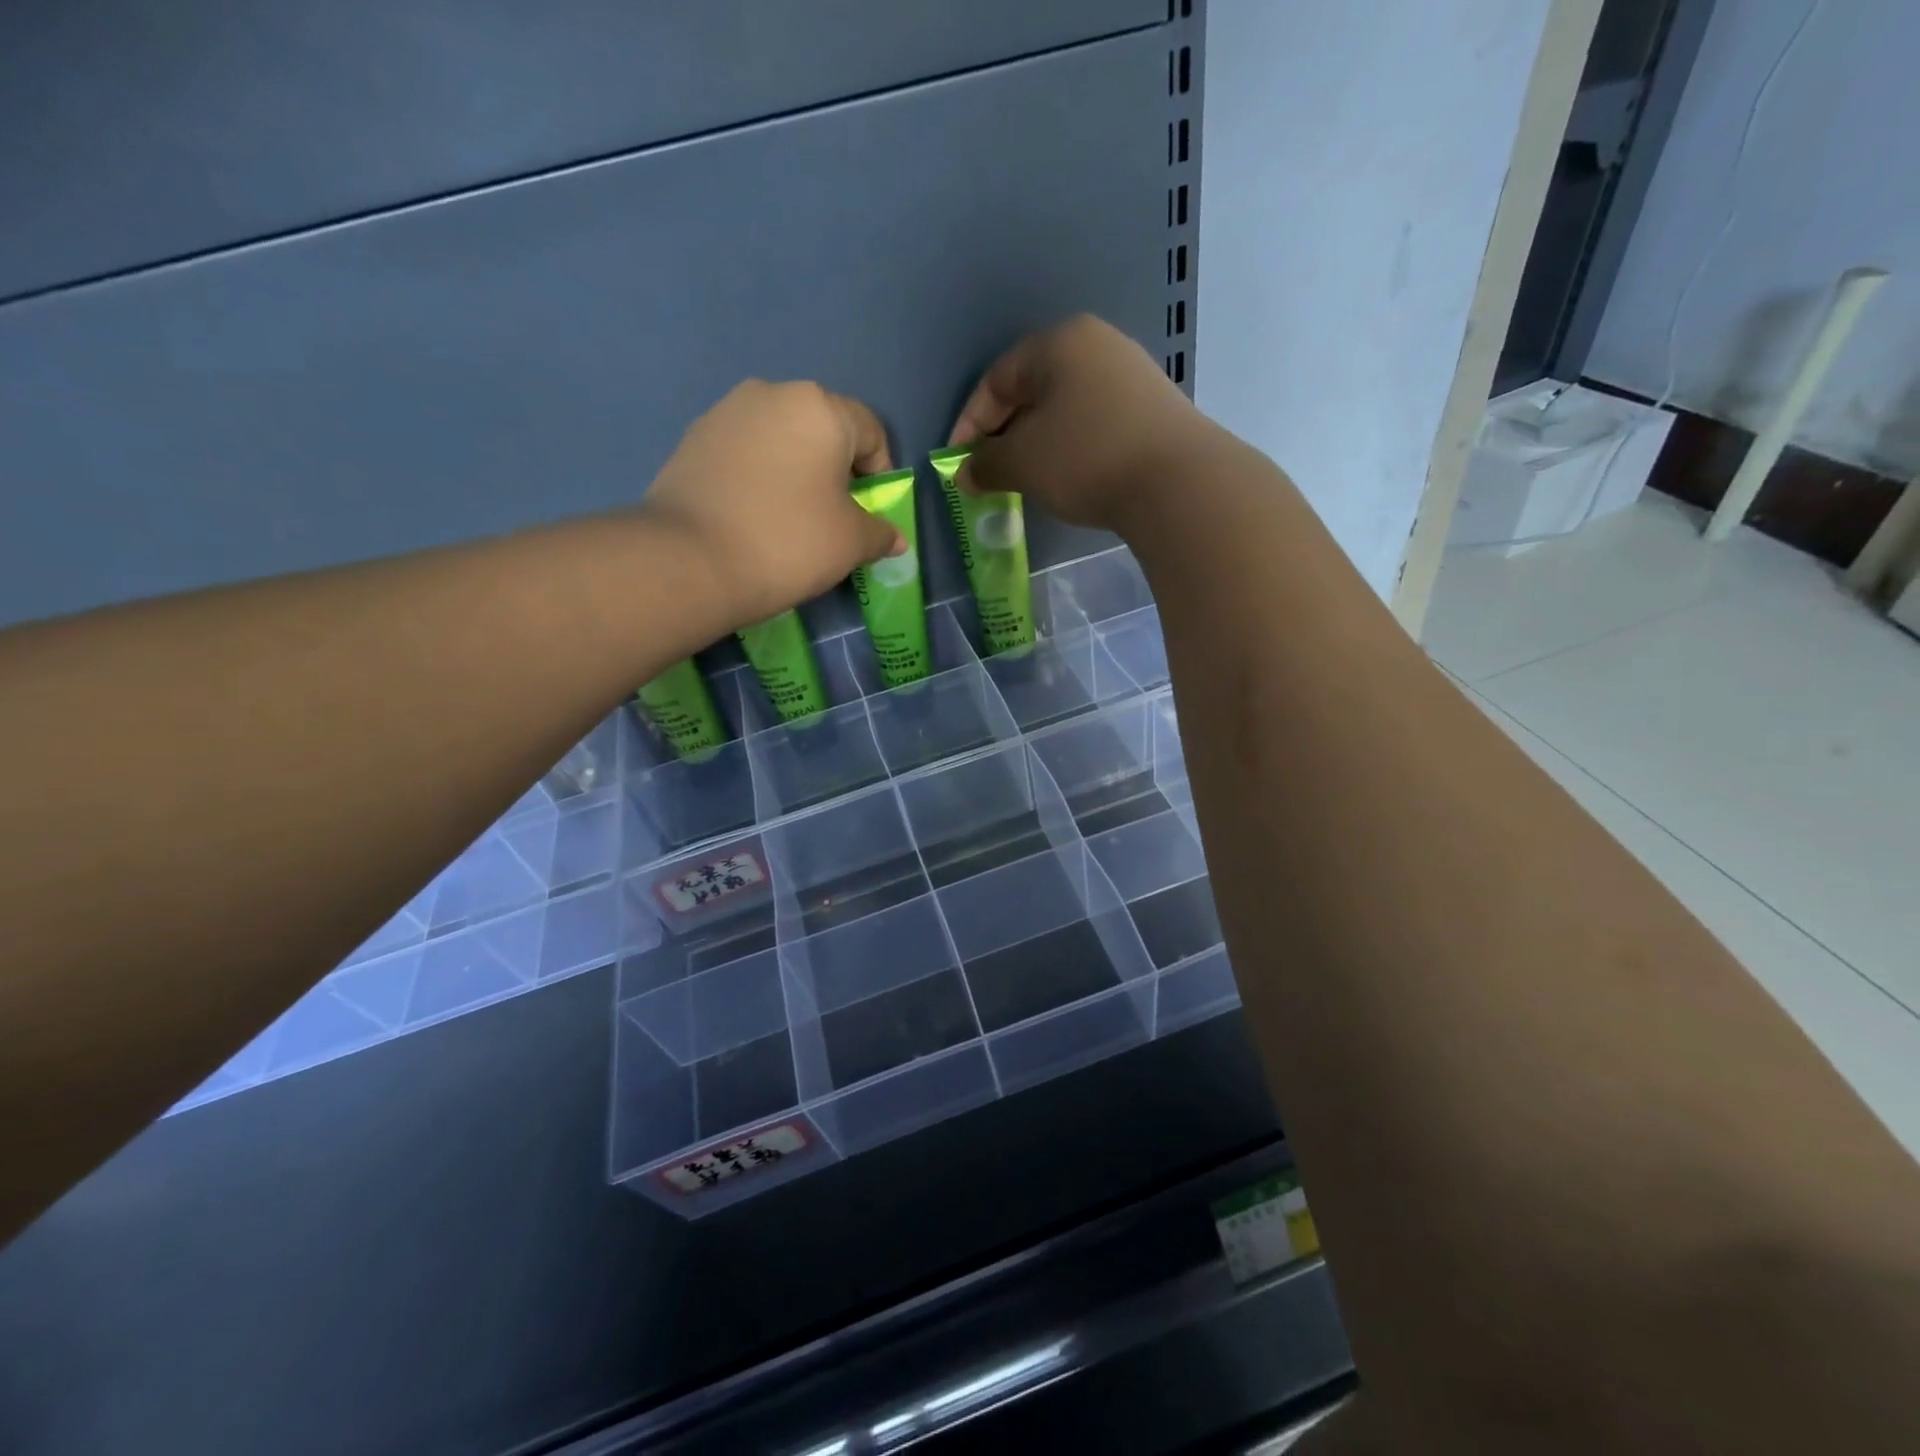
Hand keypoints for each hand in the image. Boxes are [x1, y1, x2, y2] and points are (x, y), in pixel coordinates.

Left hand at [642, 380, 905, 629]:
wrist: (691, 560)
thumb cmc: (789, 542)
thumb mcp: (851, 543)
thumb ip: (880, 533)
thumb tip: (894, 538)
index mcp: (821, 408)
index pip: (871, 432)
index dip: (880, 475)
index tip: (869, 514)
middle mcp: (773, 393)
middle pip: (824, 430)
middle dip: (836, 470)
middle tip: (832, 517)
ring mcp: (727, 412)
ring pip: (782, 439)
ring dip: (796, 471)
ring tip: (789, 518)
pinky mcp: (694, 437)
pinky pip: (746, 452)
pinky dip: (759, 476)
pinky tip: (753, 515)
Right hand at [948, 315, 1212, 534]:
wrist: (1177, 482)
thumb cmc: (1086, 458)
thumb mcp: (1023, 462)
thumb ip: (985, 464)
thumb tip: (965, 473)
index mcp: (1059, 343)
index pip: (997, 378)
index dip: (970, 423)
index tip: (959, 463)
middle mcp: (1097, 346)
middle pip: (1033, 390)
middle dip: (1005, 434)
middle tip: (992, 473)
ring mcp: (1131, 376)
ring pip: (1065, 409)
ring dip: (1038, 444)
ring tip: (1027, 480)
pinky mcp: (1152, 409)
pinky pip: (1094, 423)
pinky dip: (1071, 448)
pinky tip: (1069, 477)